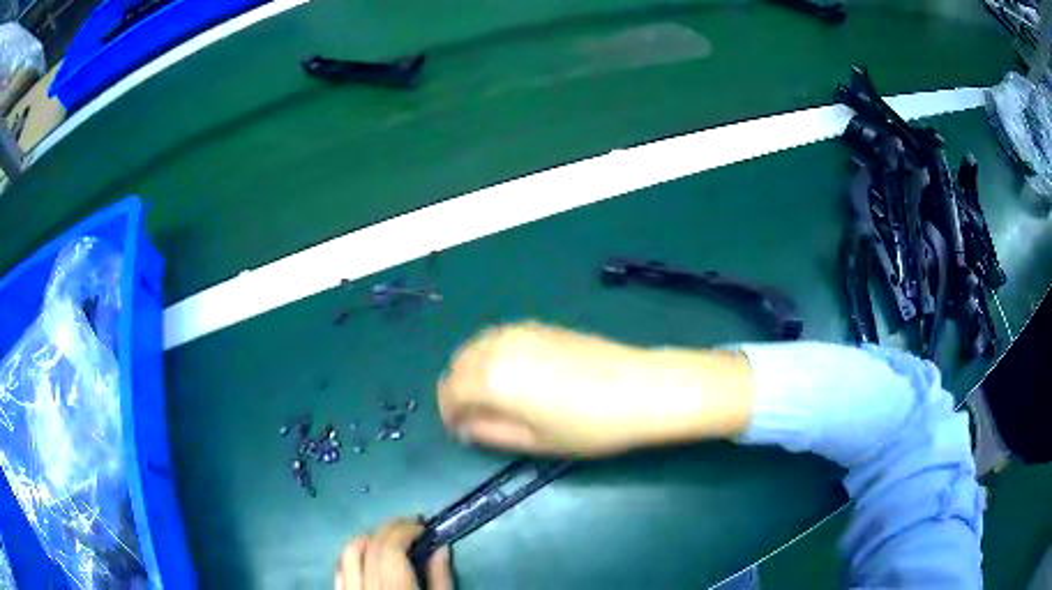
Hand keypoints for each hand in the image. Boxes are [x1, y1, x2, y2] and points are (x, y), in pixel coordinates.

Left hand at [336, 517, 452, 589]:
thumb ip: (441, 578)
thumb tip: (441, 547)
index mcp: (395, 587)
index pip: (391, 547)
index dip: (405, 530)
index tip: (423, 526)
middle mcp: (367, 585)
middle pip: (371, 546)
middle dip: (390, 529)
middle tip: (410, 524)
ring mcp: (351, 589)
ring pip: (349, 554)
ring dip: (368, 538)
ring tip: (387, 536)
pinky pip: (339, 570)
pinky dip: (351, 556)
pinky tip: (365, 554)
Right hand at [437, 321, 753, 455]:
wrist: (641, 388)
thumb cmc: (589, 426)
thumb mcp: (534, 441)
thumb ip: (489, 432)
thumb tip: (465, 426)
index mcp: (490, 377)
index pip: (450, 392)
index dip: (450, 415)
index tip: (463, 432)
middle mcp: (497, 345)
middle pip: (458, 364)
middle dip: (458, 390)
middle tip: (477, 418)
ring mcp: (520, 330)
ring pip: (477, 346)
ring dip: (473, 370)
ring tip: (495, 398)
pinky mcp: (540, 325)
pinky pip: (499, 337)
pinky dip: (492, 355)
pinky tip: (514, 375)